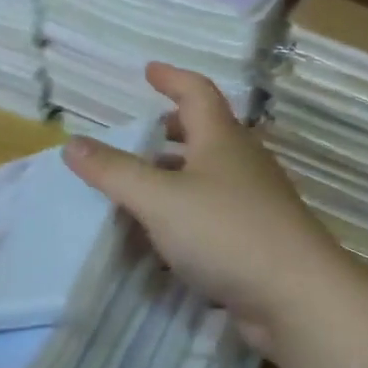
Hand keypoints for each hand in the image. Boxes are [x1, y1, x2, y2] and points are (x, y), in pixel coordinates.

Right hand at [63, 63, 350, 354]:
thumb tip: (71, 143)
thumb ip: (114, 172)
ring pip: (210, 176)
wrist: (296, 297)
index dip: (172, 78)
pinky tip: (165, 237)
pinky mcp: (257, 239)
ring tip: (144, 185)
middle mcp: (243, 164)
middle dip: (174, 129)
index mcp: (222, 140)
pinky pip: (214, 213)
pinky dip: (187, 213)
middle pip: (207, 134)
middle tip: (143, 133)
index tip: (148, 71)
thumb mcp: (159, 199)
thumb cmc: (226, 233)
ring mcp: (255, 203)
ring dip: (178, 174)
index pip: (197, 93)